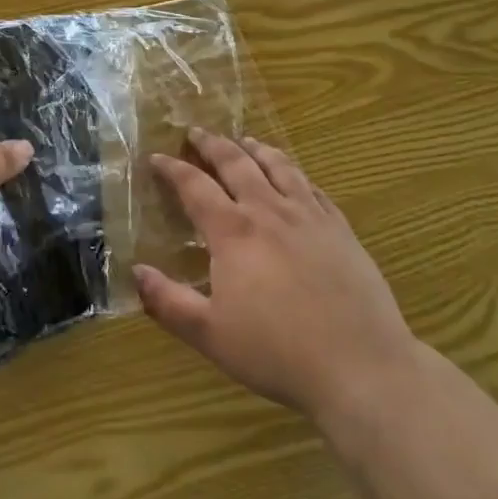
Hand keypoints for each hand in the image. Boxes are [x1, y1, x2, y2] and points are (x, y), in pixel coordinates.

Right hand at [137, 129, 416, 435]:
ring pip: (279, 167)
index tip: (157, 158)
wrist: (361, 366)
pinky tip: (295, 177)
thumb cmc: (277, 353)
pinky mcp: (340, 229)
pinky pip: (313, 188)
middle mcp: (269, 211)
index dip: (173, 169)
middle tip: (197, 132)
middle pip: (236, 163)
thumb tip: (136, 272)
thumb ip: (168, 302)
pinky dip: (295, 174)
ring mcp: (309, 217)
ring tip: (245, 141)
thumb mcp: (210, 335)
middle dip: (212, 144)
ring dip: (256, 149)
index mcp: (233, 232)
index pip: (195, 186)